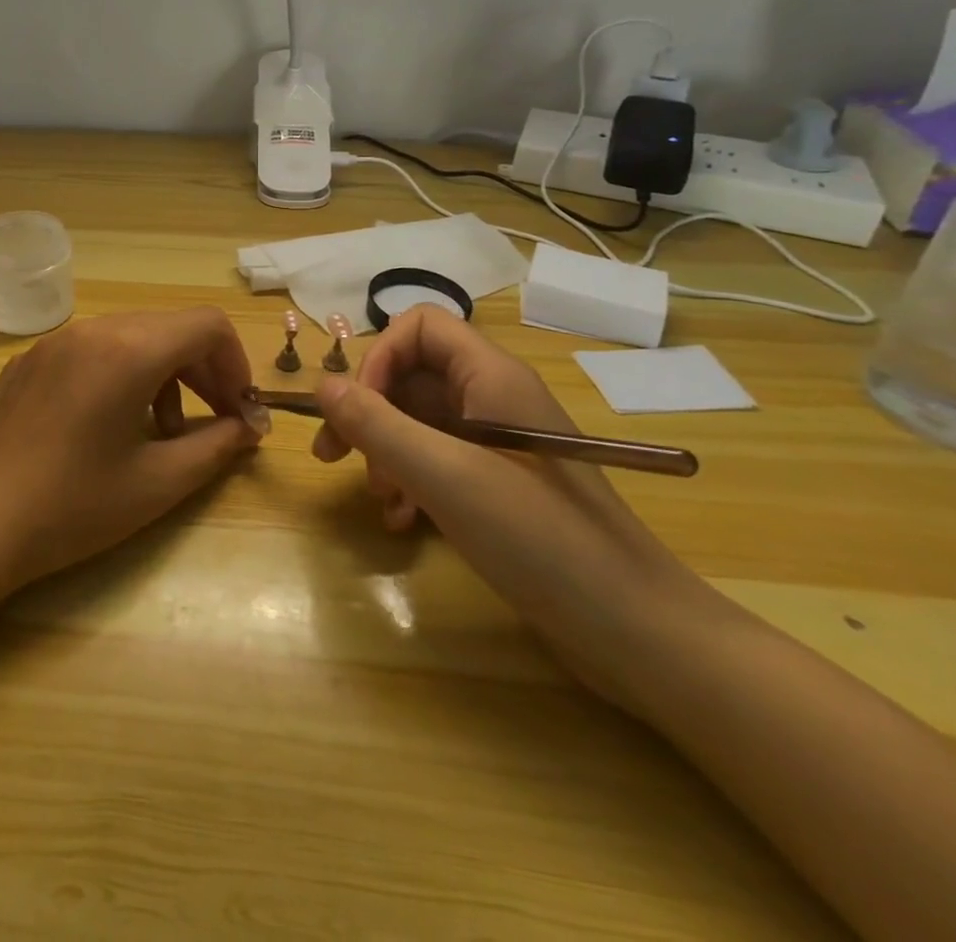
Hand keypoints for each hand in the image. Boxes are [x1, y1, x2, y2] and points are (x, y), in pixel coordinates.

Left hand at [0, 308, 268, 591]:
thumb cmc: (73, 506)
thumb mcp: (158, 483)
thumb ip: (215, 447)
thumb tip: (248, 429)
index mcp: (127, 350)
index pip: (206, 325)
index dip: (236, 363)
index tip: (240, 410)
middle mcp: (92, 330)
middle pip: (170, 329)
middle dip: (204, 371)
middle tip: (217, 422)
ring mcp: (54, 342)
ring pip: (131, 337)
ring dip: (163, 374)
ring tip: (163, 432)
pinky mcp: (28, 361)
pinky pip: (92, 350)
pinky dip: (121, 374)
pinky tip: (110, 426)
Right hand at [312, 306, 721, 710]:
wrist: (634, 630)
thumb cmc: (539, 538)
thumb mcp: (445, 476)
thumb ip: (377, 425)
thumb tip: (321, 384)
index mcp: (490, 376)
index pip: (420, 327)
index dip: (379, 357)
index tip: (355, 409)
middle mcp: (492, 398)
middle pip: (412, 375)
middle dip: (369, 411)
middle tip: (333, 454)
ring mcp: (497, 444)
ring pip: (419, 421)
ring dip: (385, 452)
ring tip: (378, 497)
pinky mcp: (498, 484)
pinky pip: (437, 461)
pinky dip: (409, 482)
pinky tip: (401, 520)